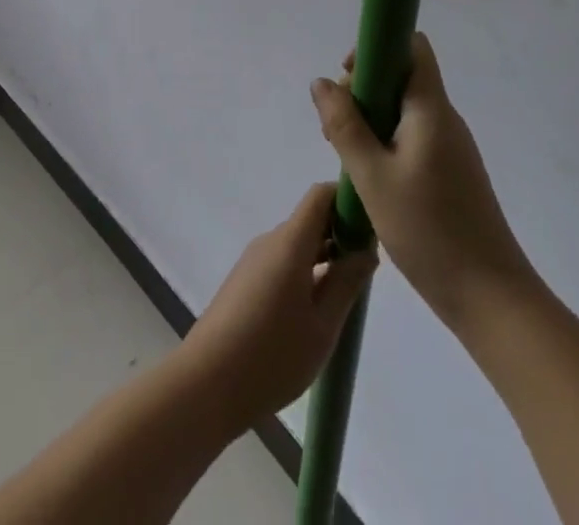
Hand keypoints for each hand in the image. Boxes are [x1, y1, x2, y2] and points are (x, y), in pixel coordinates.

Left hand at [180, 183, 377, 429]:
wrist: (206, 383)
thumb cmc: (272, 355)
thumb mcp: (322, 326)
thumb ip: (346, 283)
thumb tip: (366, 250)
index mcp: (289, 242)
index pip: (320, 196)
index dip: (347, 201)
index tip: (371, 228)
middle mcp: (270, 241)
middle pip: (310, 220)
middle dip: (341, 235)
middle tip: (367, 271)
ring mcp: (254, 260)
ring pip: (297, 244)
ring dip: (324, 258)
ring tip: (346, 296)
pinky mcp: (245, 281)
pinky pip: (282, 262)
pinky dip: (305, 272)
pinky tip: (315, 311)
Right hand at [311, 32, 537, 328]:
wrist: (492, 300)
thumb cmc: (429, 231)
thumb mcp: (372, 177)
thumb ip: (344, 125)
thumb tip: (321, 82)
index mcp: (431, 109)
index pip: (412, 47)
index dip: (376, 48)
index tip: (348, 78)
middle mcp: (445, 119)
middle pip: (402, 77)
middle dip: (363, 90)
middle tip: (335, 129)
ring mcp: (451, 147)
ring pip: (404, 110)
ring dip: (370, 120)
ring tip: (346, 158)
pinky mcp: (451, 173)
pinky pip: (412, 137)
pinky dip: (385, 143)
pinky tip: (369, 179)